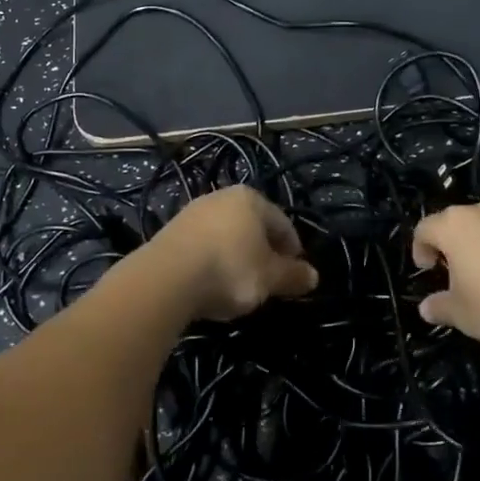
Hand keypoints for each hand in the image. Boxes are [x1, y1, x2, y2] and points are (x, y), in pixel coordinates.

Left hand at [143, 185, 318, 320]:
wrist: (166, 277)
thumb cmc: (230, 270)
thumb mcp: (269, 278)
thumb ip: (292, 276)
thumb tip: (313, 276)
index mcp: (251, 199)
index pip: (282, 223)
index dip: (293, 249)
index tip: (295, 274)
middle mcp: (221, 197)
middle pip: (252, 225)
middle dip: (263, 250)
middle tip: (269, 279)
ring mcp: (193, 211)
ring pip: (226, 234)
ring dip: (237, 255)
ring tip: (240, 283)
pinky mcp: (172, 231)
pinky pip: (203, 244)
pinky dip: (213, 260)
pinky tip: (212, 282)